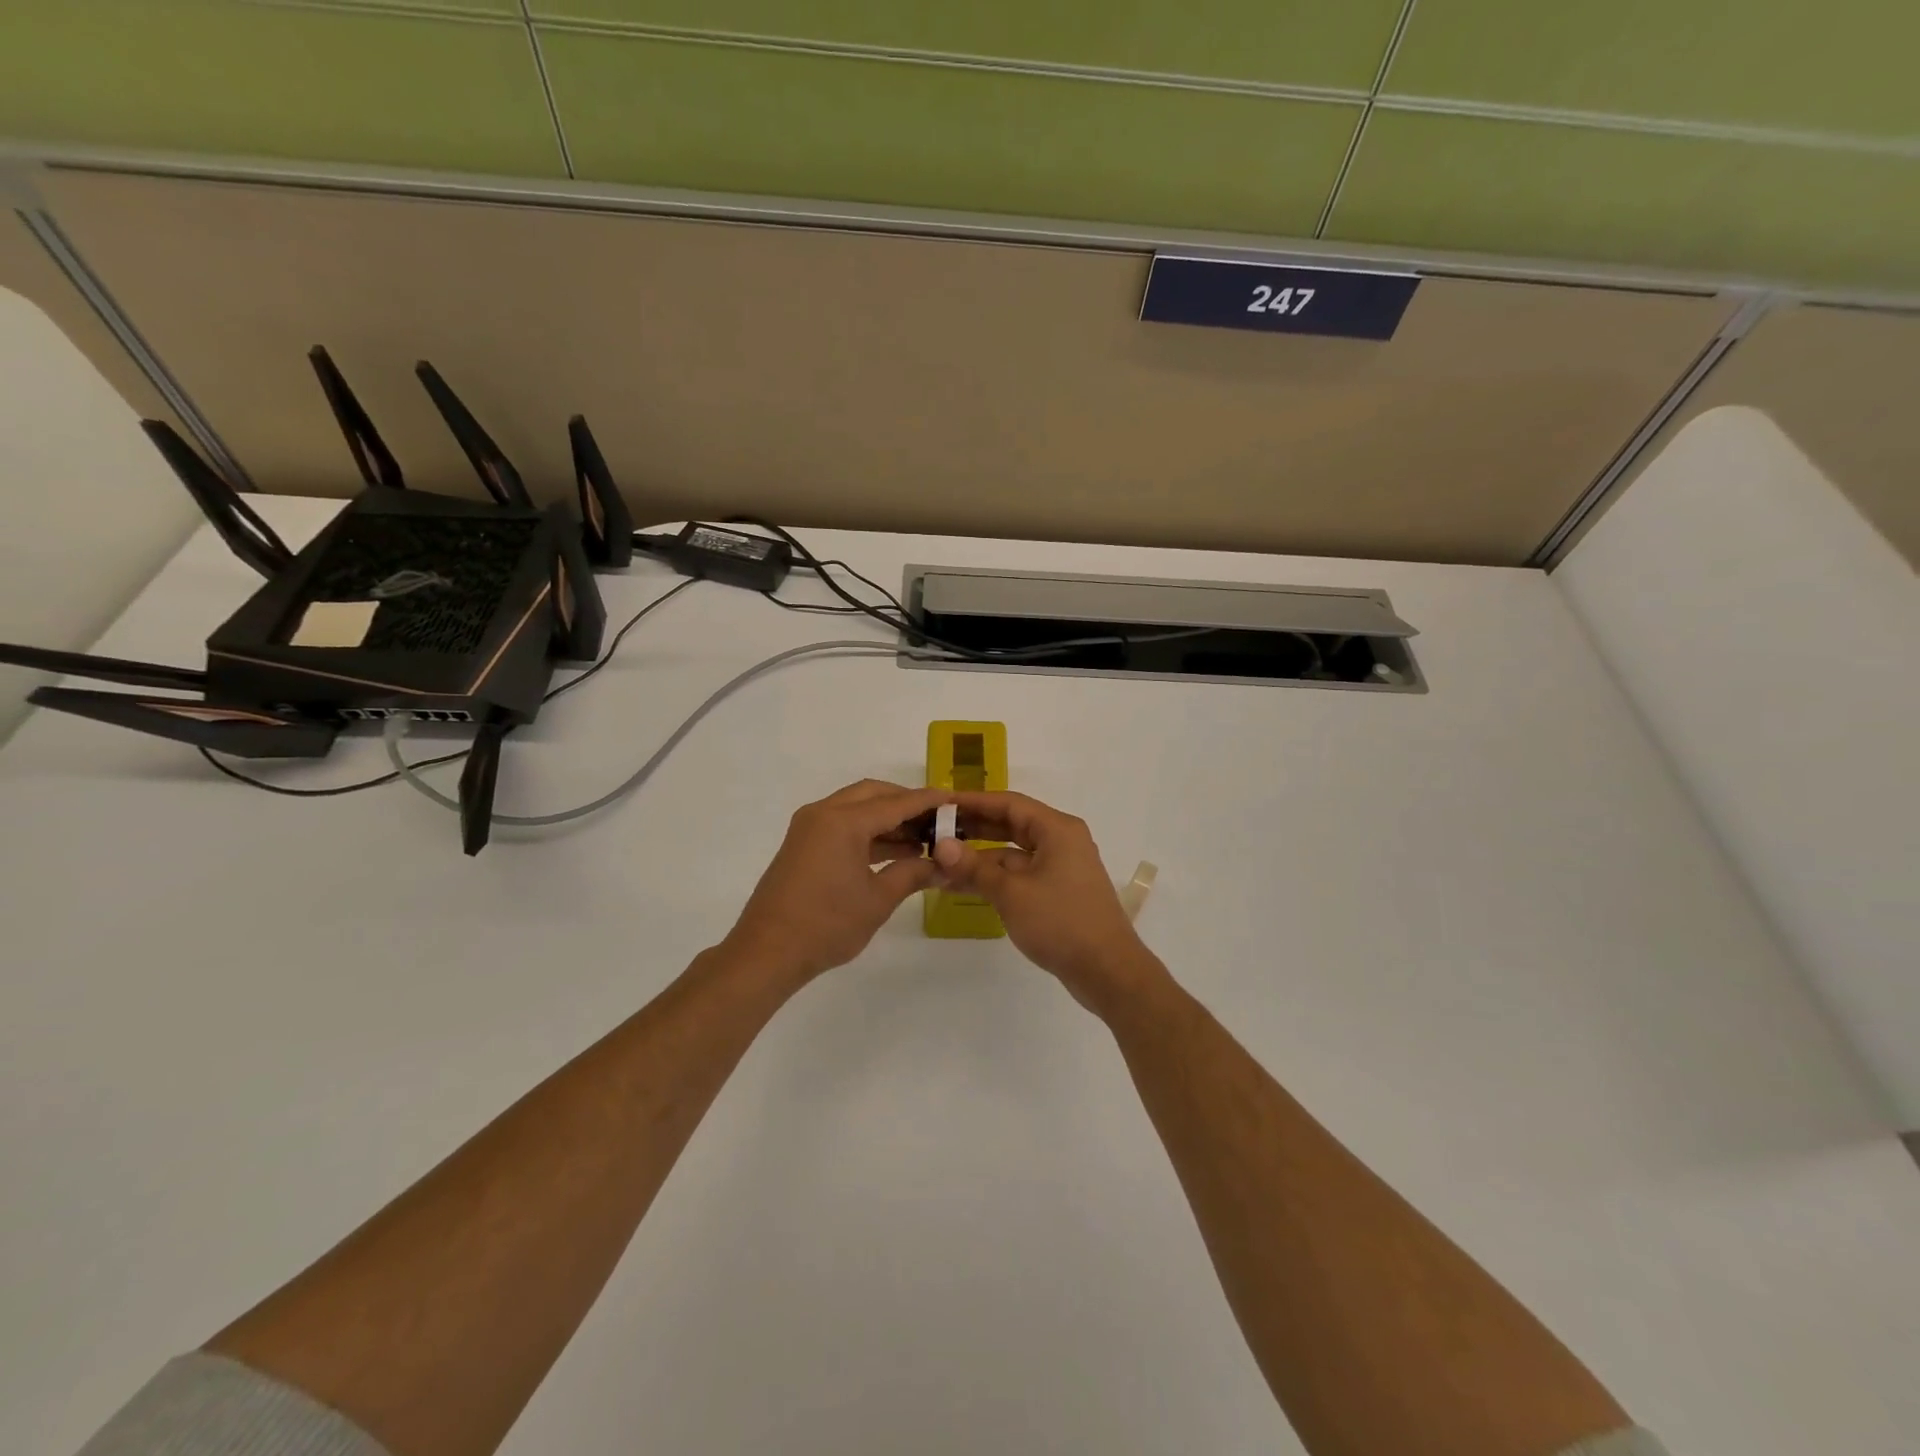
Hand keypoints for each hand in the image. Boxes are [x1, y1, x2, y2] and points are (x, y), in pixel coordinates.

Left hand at [721, 780, 946, 984]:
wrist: (767, 952)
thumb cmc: (827, 924)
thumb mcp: (878, 900)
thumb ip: (912, 874)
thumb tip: (942, 866)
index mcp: (843, 820)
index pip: (896, 803)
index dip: (927, 801)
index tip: (954, 799)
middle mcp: (823, 813)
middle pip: (873, 794)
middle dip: (905, 803)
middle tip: (936, 819)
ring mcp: (809, 827)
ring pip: (856, 807)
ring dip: (886, 818)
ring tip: (921, 838)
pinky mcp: (802, 844)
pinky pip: (842, 824)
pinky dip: (867, 831)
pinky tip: (893, 851)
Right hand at [932, 791, 1165, 1015]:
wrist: (1108, 971)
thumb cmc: (1061, 922)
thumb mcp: (1012, 893)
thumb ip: (974, 867)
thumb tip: (941, 846)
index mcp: (1057, 829)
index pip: (1008, 803)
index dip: (972, 802)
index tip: (940, 804)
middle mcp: (1061, 841)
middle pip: (1011, 824)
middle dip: (973, 828)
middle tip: (934, 831)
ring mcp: (1061, 868)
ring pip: (1013, 853)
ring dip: (979, 858)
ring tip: (939, 863)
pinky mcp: (1058, 892)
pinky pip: (1020, 874)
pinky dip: (995, 878)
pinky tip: (963, 886)